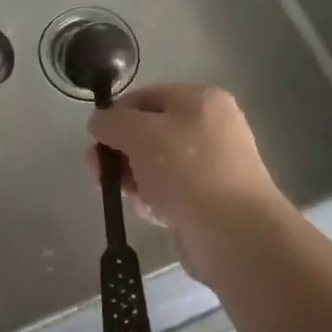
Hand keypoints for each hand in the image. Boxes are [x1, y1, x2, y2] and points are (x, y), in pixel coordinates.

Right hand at [88, 84, 292, 284]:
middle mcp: (210, 128)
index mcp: (201, 100)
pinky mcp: (210, 200)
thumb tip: (99, 123)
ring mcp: (212, 166)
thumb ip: (112, 122)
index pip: (146, 97)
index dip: (116, 115)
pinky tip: (151, 213)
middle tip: (99, 173)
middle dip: (120, 152)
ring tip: (129, 197)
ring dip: (134, 179)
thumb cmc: (187, 170)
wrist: (235, 234)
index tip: (96, 140)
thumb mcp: (139, 133)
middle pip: (149, 133)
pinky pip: (170, 192)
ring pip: (156, 165)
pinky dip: (154, 200)